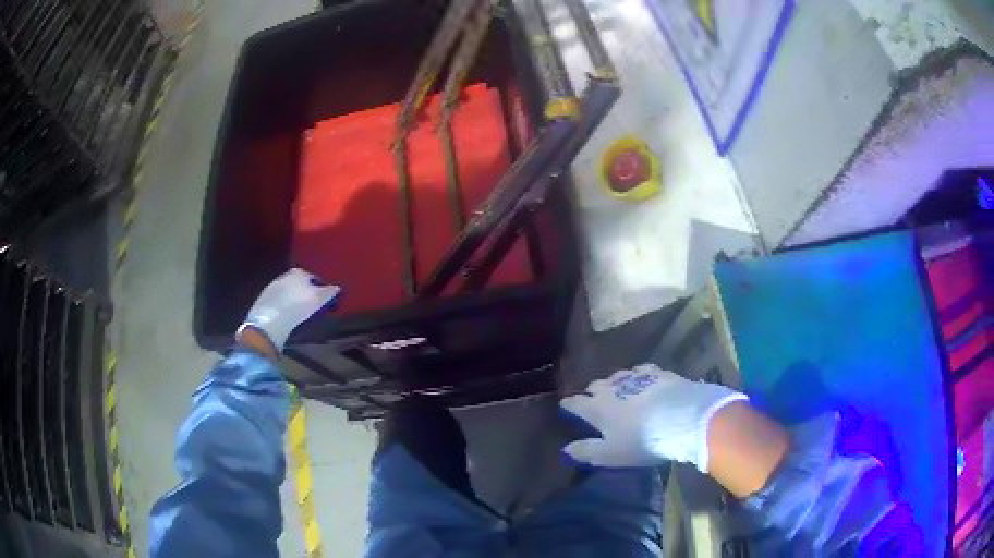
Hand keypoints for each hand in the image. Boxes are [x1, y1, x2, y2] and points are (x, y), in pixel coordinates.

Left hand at [237, 268, 340, 351]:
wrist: (269, 324)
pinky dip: (284, 309)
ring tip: (301, 316)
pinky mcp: (263, 303)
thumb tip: (337, 288)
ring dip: (294, 302)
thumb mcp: (318, 300)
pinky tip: (288, 320)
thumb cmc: (297, 308)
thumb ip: (329, 292)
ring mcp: (271, 289)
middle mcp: (283, 276)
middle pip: (298, 285)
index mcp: (298, 272)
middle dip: (306, 294)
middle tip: (314, 308)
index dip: (320, 288)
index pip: (313, 277)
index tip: (325, 300)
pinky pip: (278, 304)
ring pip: (288, 294)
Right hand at [560, 364, 746, 471]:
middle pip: (596, 385)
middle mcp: (612, 387)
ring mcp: (636, 377)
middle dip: (593, 392)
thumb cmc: (642, 441)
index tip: (565, 406)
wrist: (683, 419)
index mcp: (597, 407)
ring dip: (615, 384)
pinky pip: (641, 372)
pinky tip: (643, 382)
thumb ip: (586, 451)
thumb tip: (566, 449)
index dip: (569, 405)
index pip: (576, 403)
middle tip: (595, 401)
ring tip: (619, 391)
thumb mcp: (610, 454)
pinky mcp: (658, 373)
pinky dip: (637, 378)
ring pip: (618, 376)